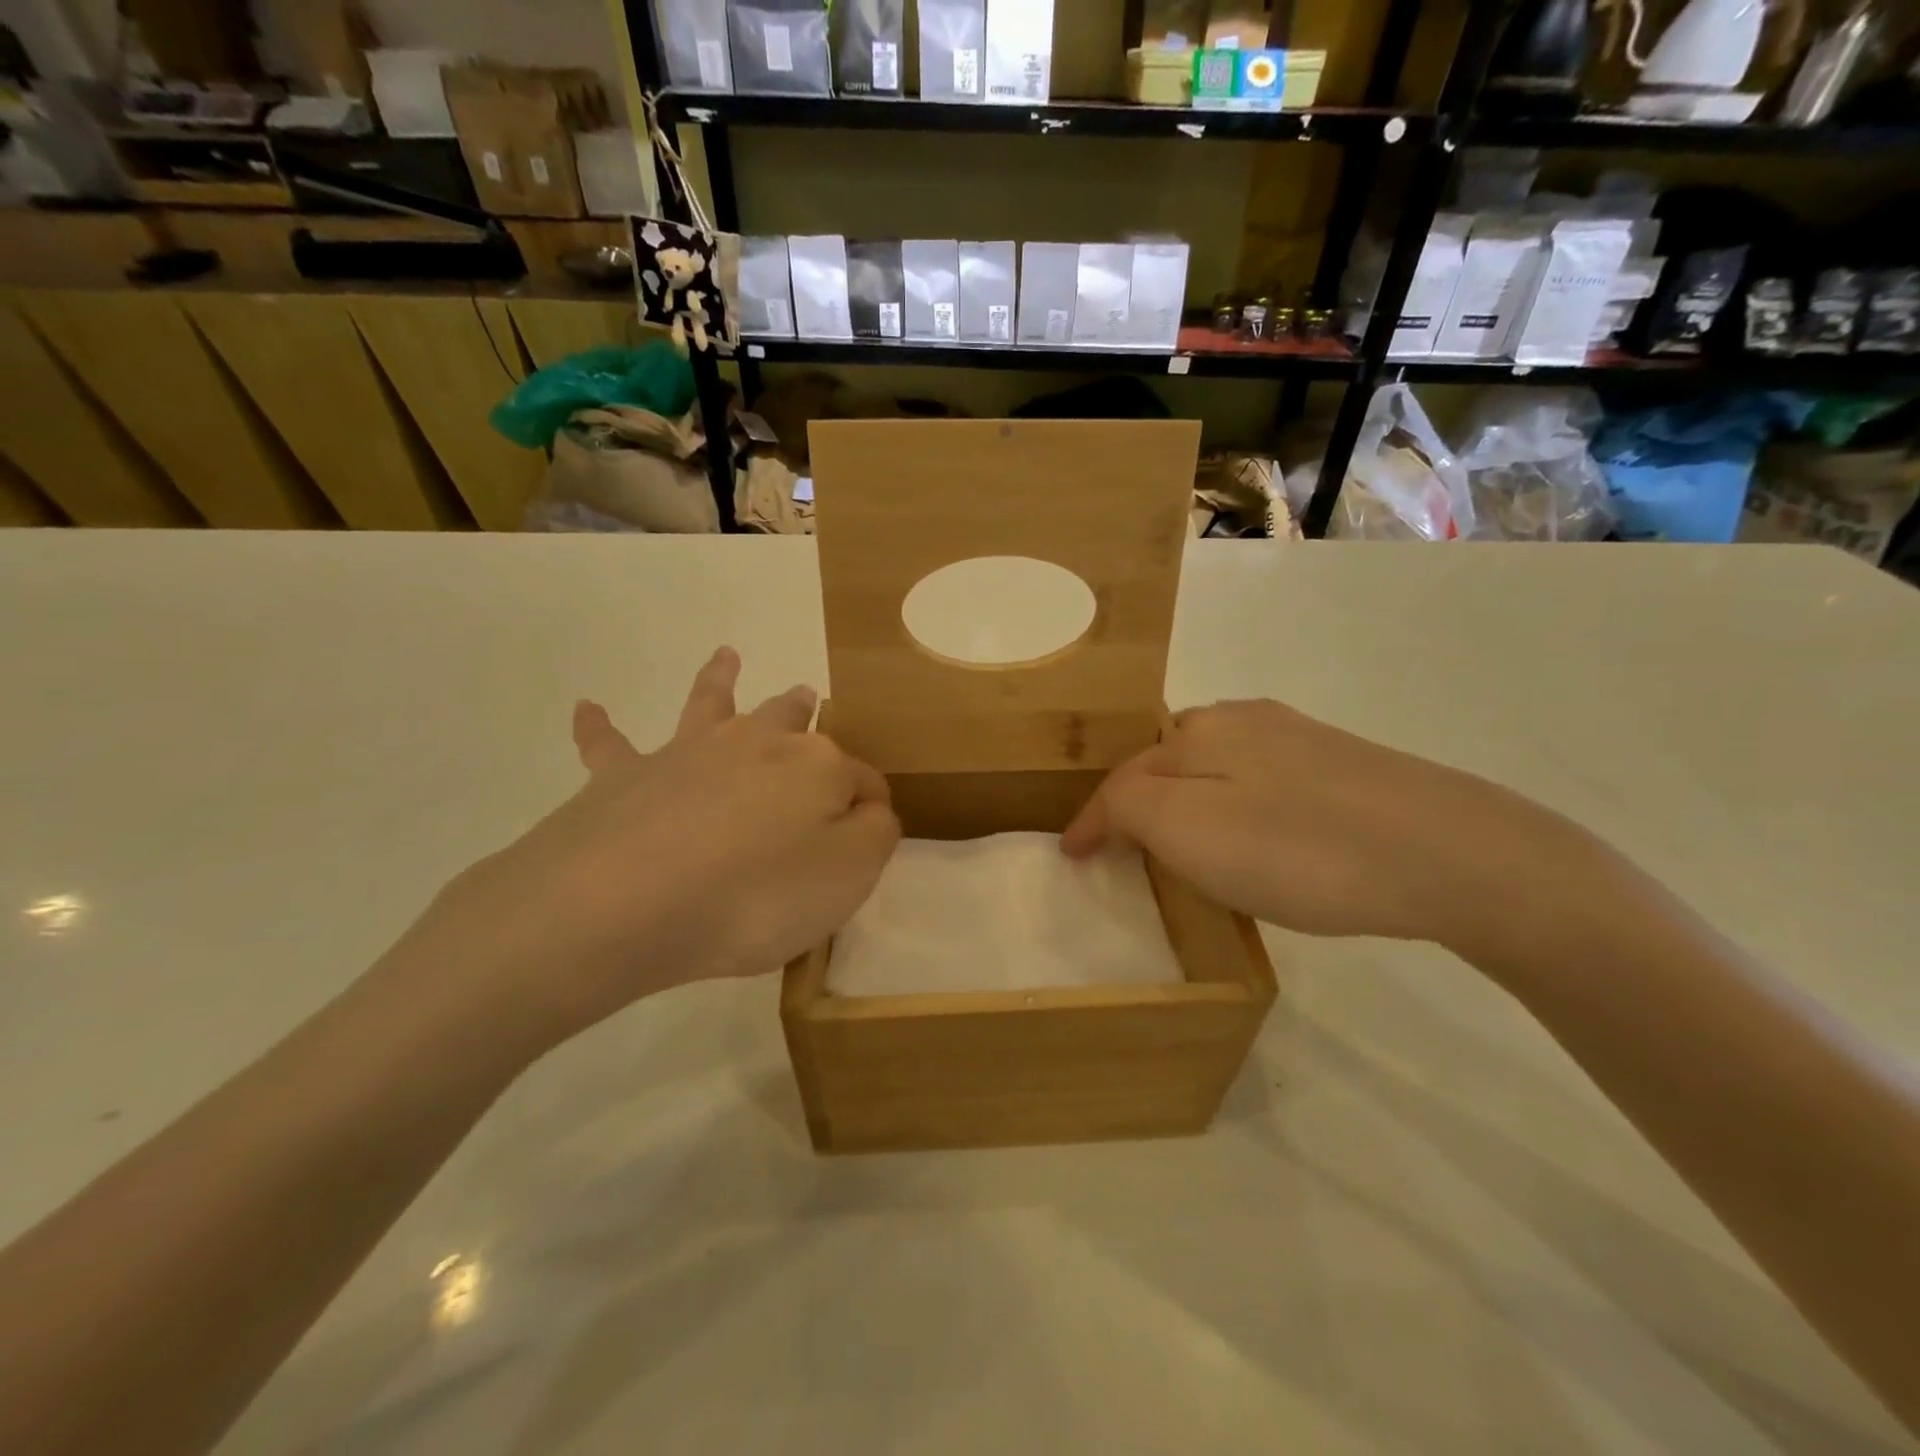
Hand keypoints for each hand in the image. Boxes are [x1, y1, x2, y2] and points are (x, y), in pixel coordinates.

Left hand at [384, 648, 899, 1062]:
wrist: (626, 902)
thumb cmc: (756, 896)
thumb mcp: (849, 875)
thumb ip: (874, 834)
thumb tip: (868, 807)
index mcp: (816, 767)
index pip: (861, 781)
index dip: (869, 806)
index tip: (869, 837)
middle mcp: (755, 743)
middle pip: (789, 720)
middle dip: (803, 711)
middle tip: (808, 697)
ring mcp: (688, 753)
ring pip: (710, 705)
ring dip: (720, 679)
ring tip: (726, 656)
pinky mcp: (624, 776)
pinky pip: (610, 744)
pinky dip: (598, 726)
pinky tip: (587, 707)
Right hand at [1062, 698, 1582, 952]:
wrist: (1452, 855)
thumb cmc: (1301, 850)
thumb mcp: (1190, 833)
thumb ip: (1130, 809)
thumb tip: (1110, 810)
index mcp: (1200, 733)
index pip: (1124, 777)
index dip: (1093, 818)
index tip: (1073, 856)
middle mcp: (1243, 720)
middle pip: (1167, 761)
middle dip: (1139, 798)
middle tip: (1125, 845)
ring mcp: (1298, 738)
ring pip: (1215, 766)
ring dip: (1187, 799)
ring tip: (1184, 840)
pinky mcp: (1343, 763)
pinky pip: (1260, 780)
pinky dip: (1235, 804)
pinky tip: (1258, 833)